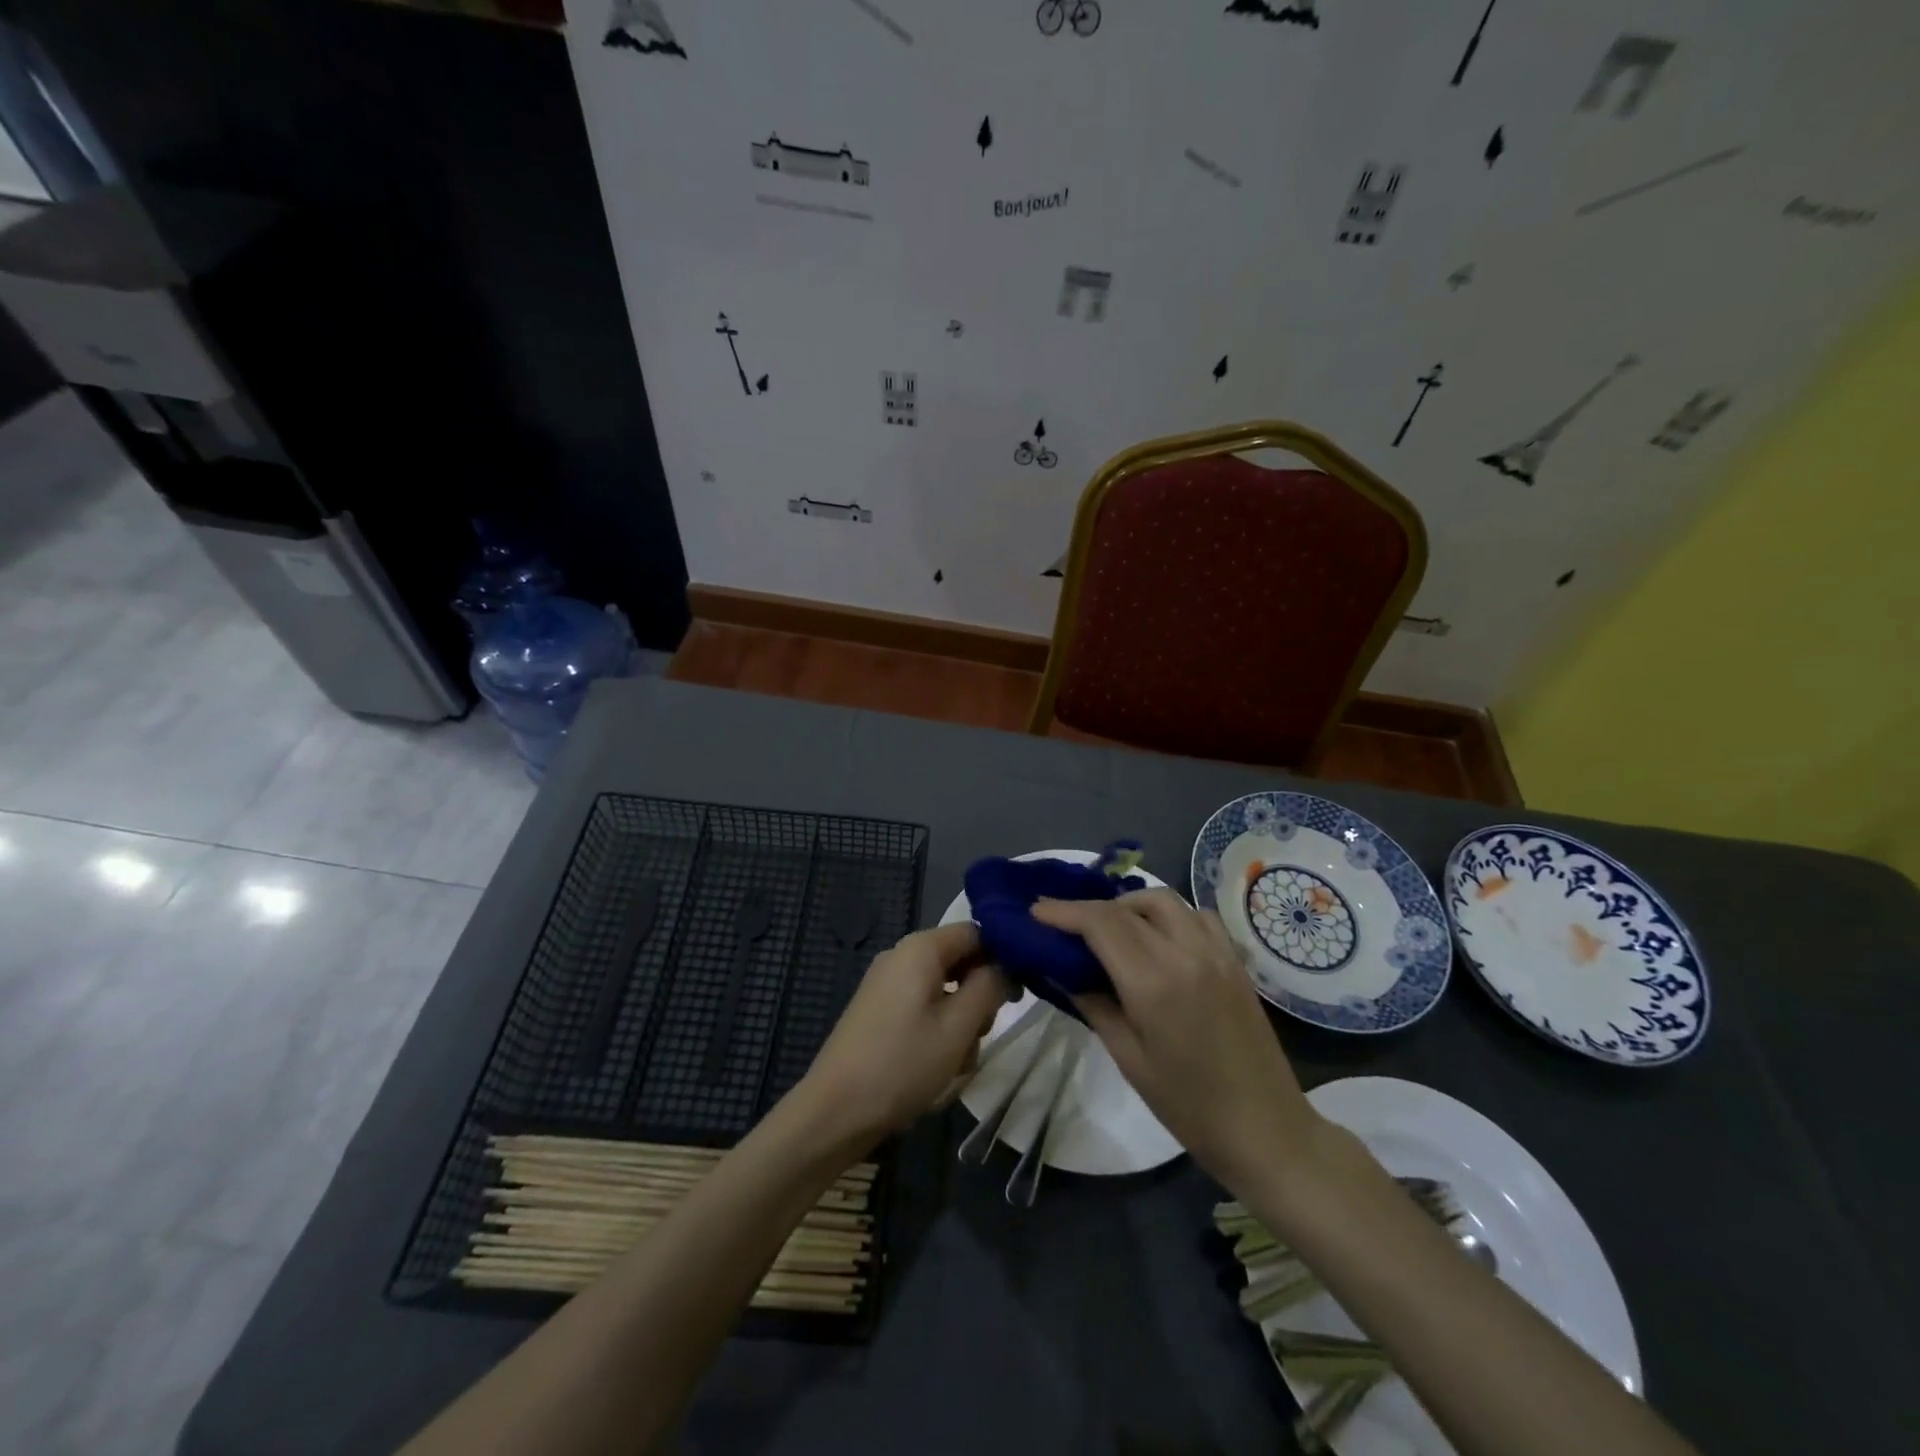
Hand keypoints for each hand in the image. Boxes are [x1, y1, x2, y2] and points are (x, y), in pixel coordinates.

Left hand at [799, 922, 1011, 1149]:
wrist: (834, 1112)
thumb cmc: (902, 1064)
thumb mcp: (958, 1027)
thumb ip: (989, 987)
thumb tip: (1006, 966)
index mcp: (920, 949)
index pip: (975, 933)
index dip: (1002, 957)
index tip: (1017, 994)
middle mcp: (901, 957)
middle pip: (959, 962)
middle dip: (978, 998)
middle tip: (981, 1035)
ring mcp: (886, 985)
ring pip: (943, 992)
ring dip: (960, 1023)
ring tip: (956, 1062)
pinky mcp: (879, 1012)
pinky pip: (922, 1009)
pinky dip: (937, 1033)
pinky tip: (936, 1068)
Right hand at [1031, 890, 1320, 1193]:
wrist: (1266, 1130)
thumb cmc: (1189, 1107)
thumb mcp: (1128, 1059)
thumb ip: (1093, 1004)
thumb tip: (1060, 969)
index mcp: (1154, 983)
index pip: (1100, 924)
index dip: (1063, 912)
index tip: (1036, 911)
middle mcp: (1185, 954)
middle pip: (1127, 907)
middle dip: (1089, 908)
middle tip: (1065, 924)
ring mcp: (1216, 952)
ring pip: (1164, 900)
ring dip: (1130, 905)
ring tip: (1110, 929)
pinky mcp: (1235, 960)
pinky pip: (1197, 914)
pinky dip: (1169, 914)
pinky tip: (1158, 938)